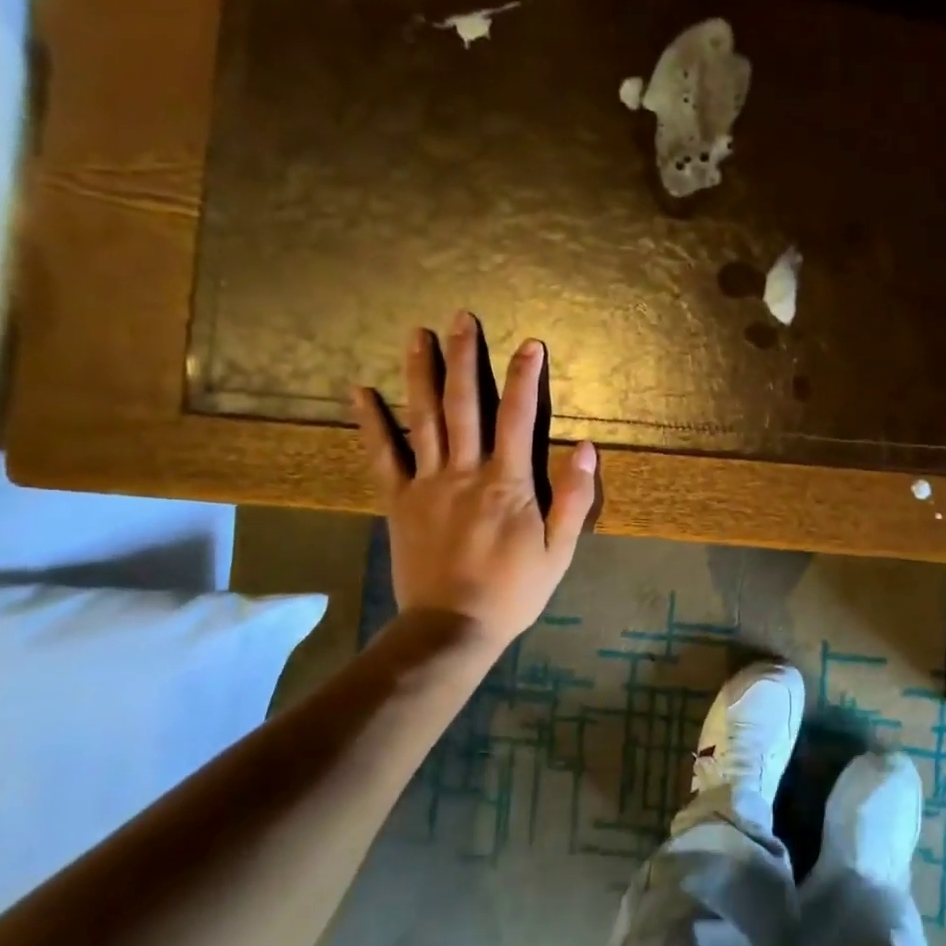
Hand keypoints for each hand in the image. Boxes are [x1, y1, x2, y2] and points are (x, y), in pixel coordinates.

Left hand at [352, 311, 596, 653]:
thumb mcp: (560, 550)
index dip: (525, 377)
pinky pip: (382, 455)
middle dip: (465, 358)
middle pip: (466, 405)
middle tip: (461, 318)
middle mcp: (466, 471)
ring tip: (416, 334)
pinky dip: (371, 422)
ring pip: (424, 418)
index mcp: (508, 483)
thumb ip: (575, 497)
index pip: (520, 417)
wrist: (452, 627)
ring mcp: (427, 483)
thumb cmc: (514, 590)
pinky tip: (360, 390)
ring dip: (421, 373)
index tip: (530, 343)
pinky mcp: (399, 500)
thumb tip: (586, 447)